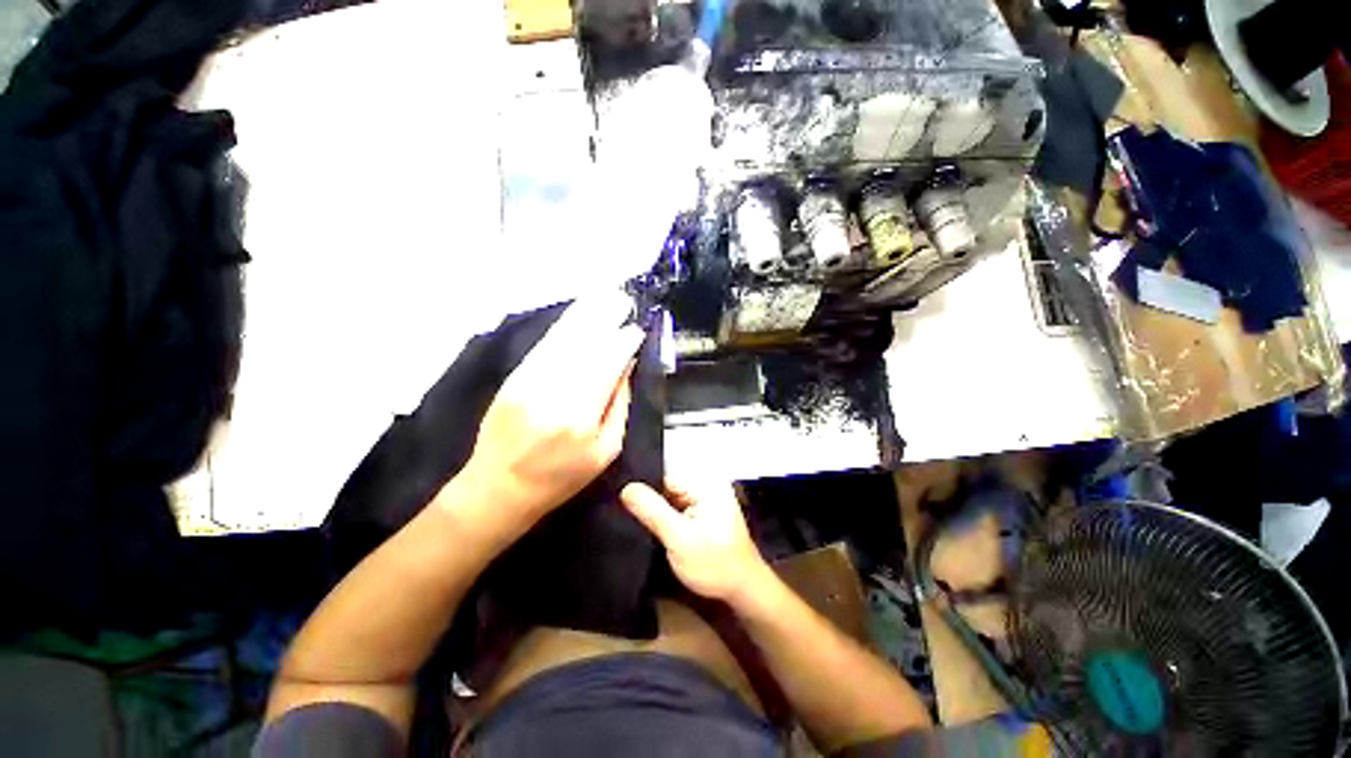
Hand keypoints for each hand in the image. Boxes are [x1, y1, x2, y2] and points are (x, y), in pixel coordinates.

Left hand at [449, 294, 643, 535]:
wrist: (498, 488)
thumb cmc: (561, 477)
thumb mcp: (605, 451)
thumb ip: (619, 405)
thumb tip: (627, 365)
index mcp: (581, 416)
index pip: (608, 363)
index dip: (624, 341)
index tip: (636, 330)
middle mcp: (554, 392)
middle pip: (586, 344)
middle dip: (607, 316)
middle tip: (623, 299)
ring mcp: (529, 381)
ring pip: (563, 338)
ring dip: (586, 312)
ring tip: (605, 294)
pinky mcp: (514, 377)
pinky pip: (545, 345)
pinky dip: (564, 326)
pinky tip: (578, 313)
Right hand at [621, 479, 771, 604]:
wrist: (743, 590)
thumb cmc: (714, 565)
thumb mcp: (679, 539)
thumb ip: (653, 511)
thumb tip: (626, 487)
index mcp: (704, 483)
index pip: (663, 472)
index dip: (639, 483)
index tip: (614, 493)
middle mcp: (704, 484)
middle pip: (665, 482)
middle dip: (644, 495)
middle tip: (616, 507)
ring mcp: (703, 498)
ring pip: (667, 495)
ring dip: (651, 506)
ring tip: (626, 514)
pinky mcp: (700, 512)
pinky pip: (674, 505)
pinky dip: (661, 514)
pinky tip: (645, 523)